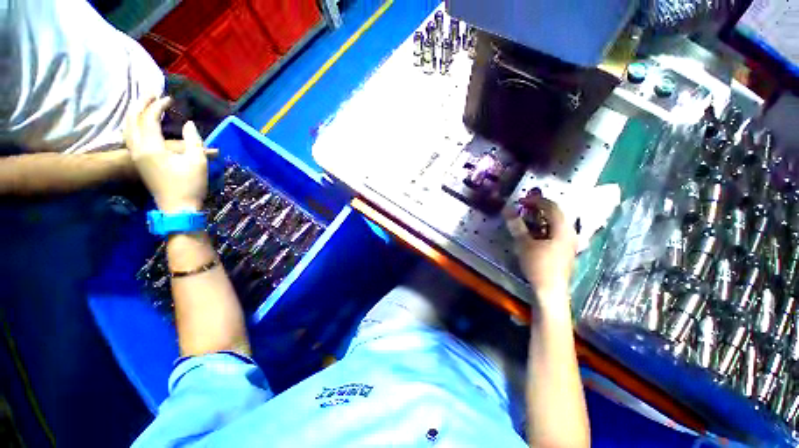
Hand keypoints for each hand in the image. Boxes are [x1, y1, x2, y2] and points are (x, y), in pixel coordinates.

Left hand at [125, 97, 208, 212]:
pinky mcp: (138, 161)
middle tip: (151, 93)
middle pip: (133, 120)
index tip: (169, 99)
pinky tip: (139, 123)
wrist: (178, 208)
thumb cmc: (190, 185)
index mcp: (152, 148)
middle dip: (141, 104)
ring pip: (127, 128)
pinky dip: (133, 125)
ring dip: (134, 113)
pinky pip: (129, 136)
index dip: (158, 106)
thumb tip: (189, 124)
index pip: (150, 119)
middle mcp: (138, 148)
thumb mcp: (198, 162)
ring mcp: (136, 156)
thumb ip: (194, 141)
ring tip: (143, 104)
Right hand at [506, 195, 576, 307]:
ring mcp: (569, 243)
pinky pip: (555, 233)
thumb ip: (517, 226)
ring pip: (556, 224)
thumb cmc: (539, 265)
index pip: (552, 207)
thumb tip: (507, 209)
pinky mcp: (565, 251)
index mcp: (563, 229)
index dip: (537, 201)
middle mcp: (570, 233)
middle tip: (523, 209)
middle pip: (556, 215)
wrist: (551, 291)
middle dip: (539, 209)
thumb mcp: (524, 244)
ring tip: (526, 219)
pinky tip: (534, 234)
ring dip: (541, 219)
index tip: (522, 200)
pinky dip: (543, 229)